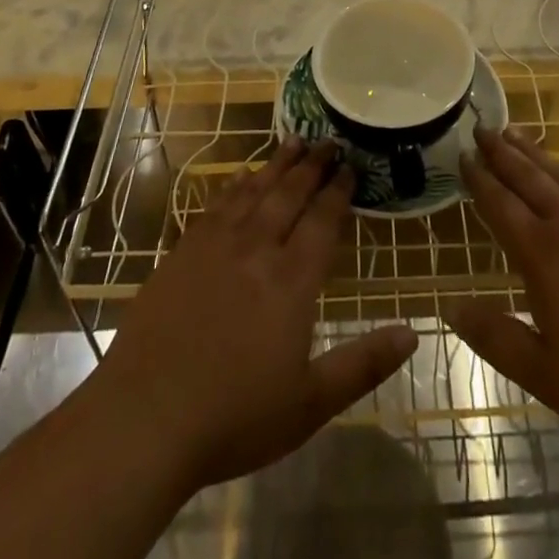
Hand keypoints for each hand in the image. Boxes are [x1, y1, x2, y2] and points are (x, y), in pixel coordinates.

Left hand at [80, 137, 416, 495]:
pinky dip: (233, 185)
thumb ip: (363, 364)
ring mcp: (216, 246)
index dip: (338, 191)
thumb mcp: (310, 403)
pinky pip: (216, 205)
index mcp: (292, 280)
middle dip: (312, 166)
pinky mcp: (182, 253)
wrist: (144, 418)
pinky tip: (240, 176)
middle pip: (290, 195)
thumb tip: (413, 332)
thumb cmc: (234, 416)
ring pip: (254, 192)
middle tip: (327, 140)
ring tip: (293, 142)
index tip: (351, 165)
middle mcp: (257, 249)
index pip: (322, 221)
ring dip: (276, 165)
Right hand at [450, 127, 558, 449]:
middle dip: (502, 151)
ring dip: (535, 152)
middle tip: (482, 127)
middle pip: (529, 176)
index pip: (501, 205)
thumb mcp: (549, 376)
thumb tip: (451, 307)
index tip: (464, 154)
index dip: (480, 179)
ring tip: (515, 133)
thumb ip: (497, 339)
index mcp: (544, 253)